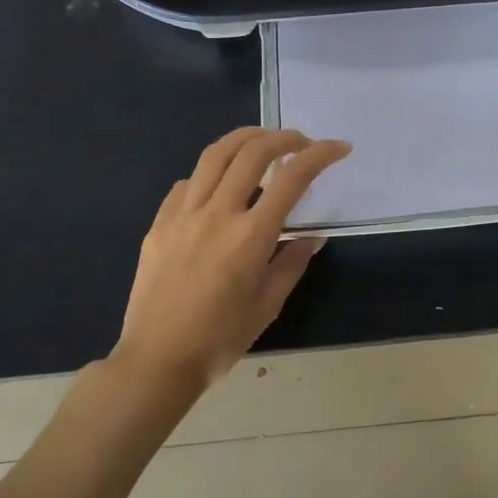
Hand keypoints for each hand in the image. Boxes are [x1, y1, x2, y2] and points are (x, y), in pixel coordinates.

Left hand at [113, 127, 350, 398]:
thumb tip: (312, 238)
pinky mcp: (159, 224)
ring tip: (263, 142)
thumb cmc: (220, 339)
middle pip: (252, 152)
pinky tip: (220, 185)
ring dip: (245, 139)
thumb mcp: (268, 305)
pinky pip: (187, 183)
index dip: (320, 155)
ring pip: (214, 155)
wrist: (157, 360)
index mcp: (250, 236)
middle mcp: (217, 214)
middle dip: (284, 137)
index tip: (340, 148)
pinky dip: (211, 172)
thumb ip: (292, 263)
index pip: (292, 178)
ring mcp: (182, 215)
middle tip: (302, 142)